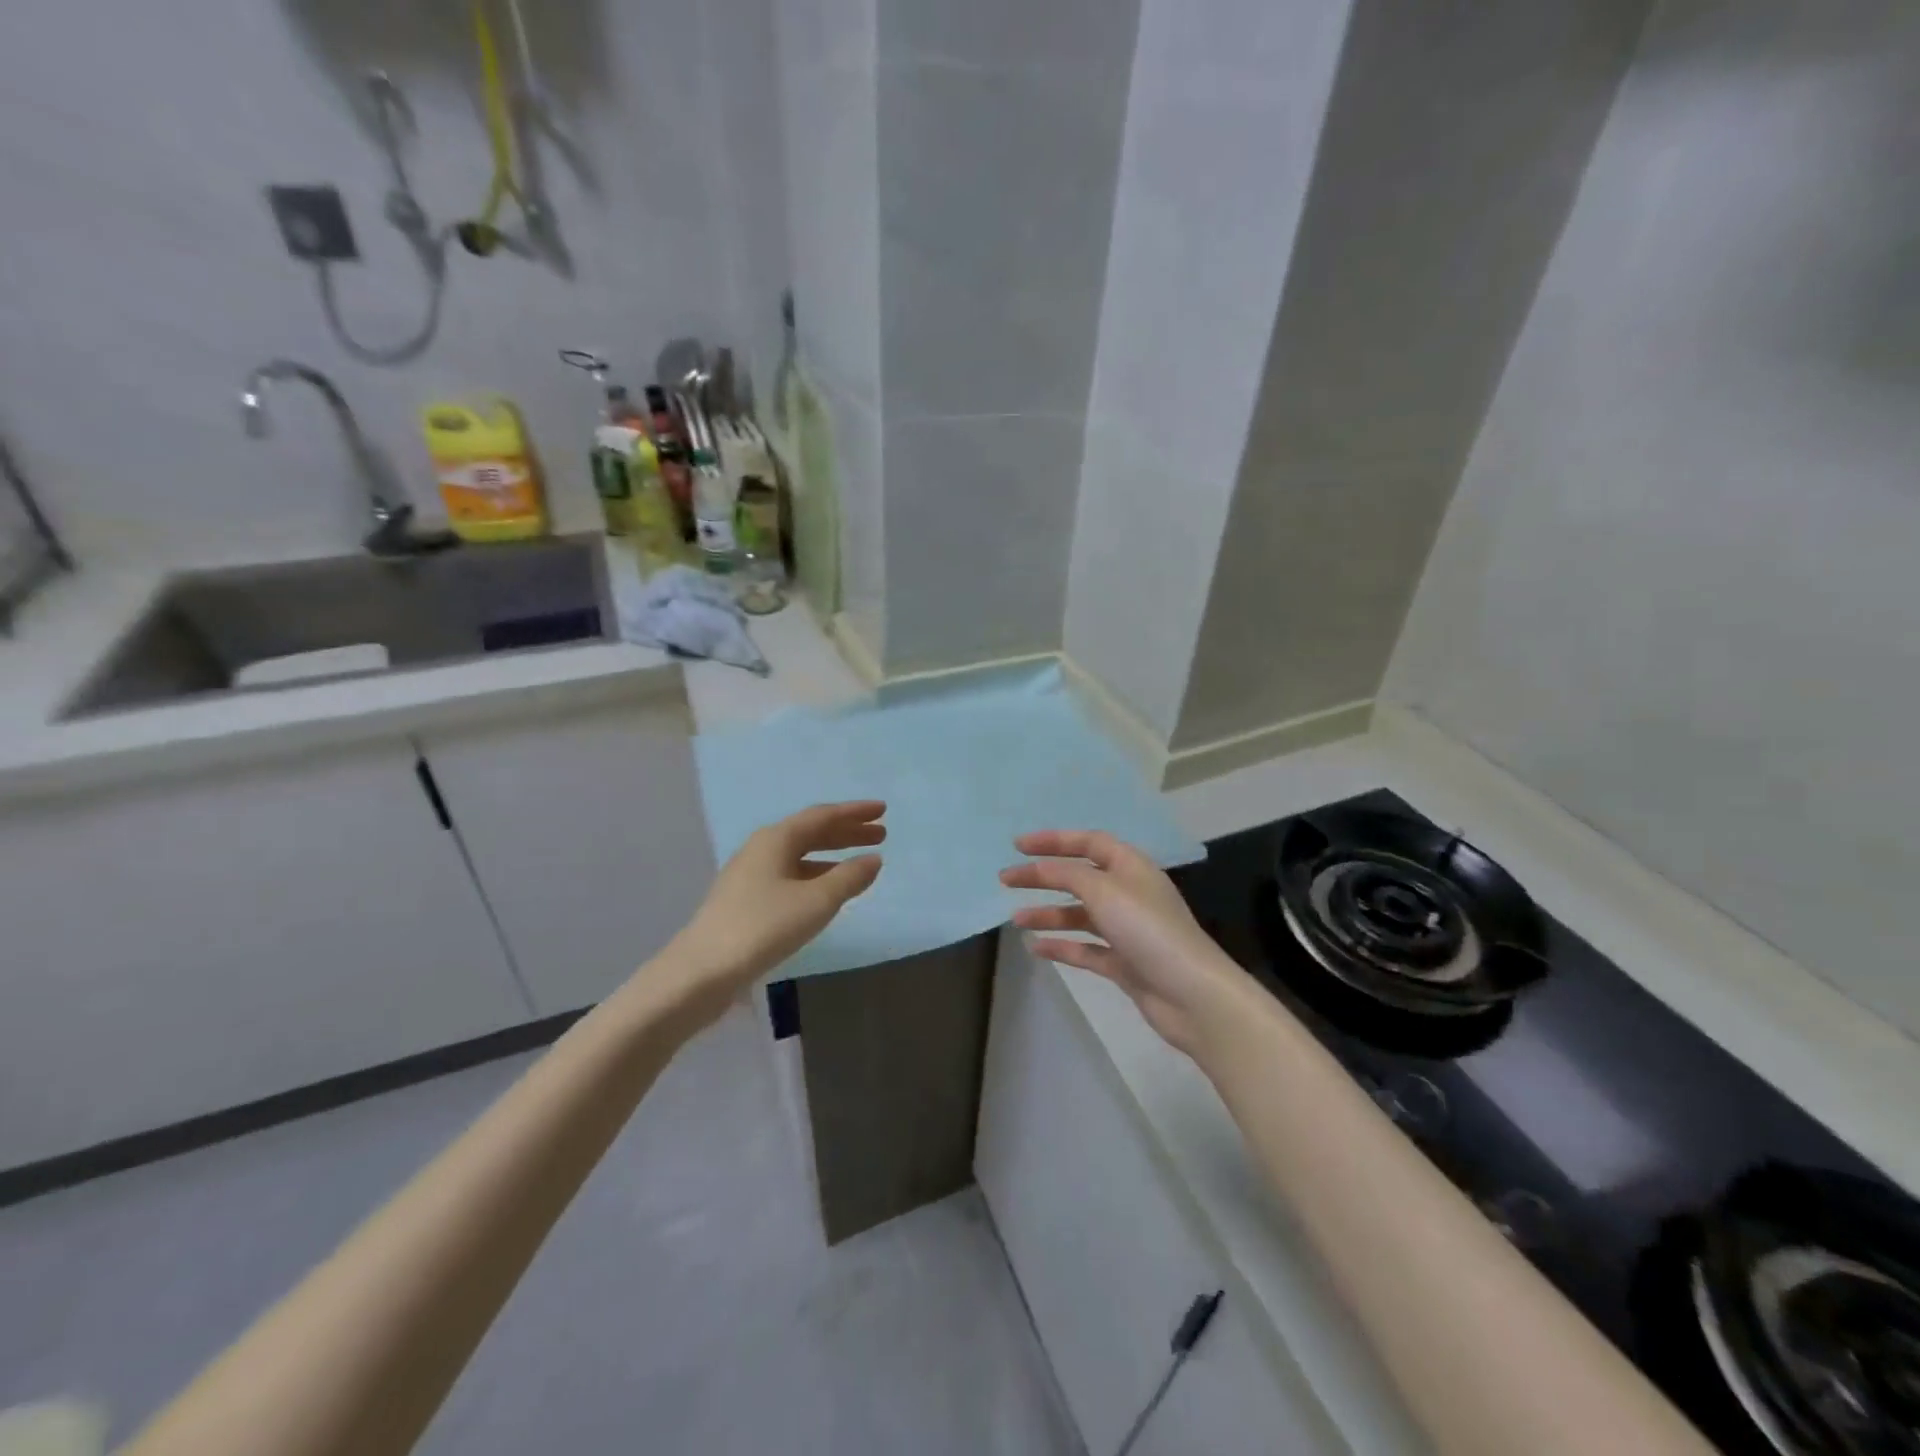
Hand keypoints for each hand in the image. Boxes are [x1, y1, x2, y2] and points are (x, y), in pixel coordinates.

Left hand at [660, 801, 884, 1022]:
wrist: (703, 971)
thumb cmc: (764, 927)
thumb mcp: (816, 901)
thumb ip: (849, 878)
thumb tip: (873, 859)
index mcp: (776, 839)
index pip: (822, 816)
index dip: (854, 812)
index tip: (883, 810)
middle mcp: (761, 849)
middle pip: (810, 833)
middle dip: (847, 832)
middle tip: (880, 834)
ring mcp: (750, 875)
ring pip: (800, 856)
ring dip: (833, 856)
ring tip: (861, 863)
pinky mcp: (746, 900)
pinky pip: (790, 876)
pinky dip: (816, 876)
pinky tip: (828, 892)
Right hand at [1001, 830, 1253, 1056]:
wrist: (1192, 995)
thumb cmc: (1149, 931)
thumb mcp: (1104, 891)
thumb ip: (1068, 874)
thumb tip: (1041, 867)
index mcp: (1131, 867)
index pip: (1089, 842)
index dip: (1054, 840)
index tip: (1018, 846)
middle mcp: (1130, 894)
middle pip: (1080, 878)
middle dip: (1043, 877)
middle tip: (1006, 881)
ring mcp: (1128, 930)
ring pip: (1080, 915)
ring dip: (1048, 914)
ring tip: (1015, 920)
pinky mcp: (1125, 963)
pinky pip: (1086, 949)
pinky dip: (1062, 946)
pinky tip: (1035, 949)